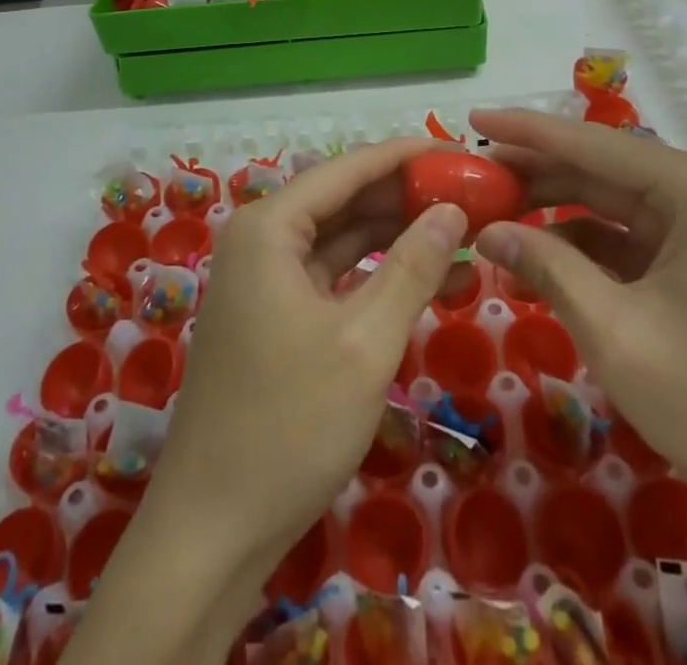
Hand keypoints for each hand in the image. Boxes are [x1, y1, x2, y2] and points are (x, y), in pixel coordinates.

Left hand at [147, 136, 467, 587]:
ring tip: (463, 231)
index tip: (463, 154)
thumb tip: (453, 210)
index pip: (350, 168)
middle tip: (474, 195)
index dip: (409, 156)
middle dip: (407, 196)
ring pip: (342, 237)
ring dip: (397, 235)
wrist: (212, 531)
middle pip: (345, 198)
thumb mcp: (365, 342)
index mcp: (270, 226)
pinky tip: (426, 277)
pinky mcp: (275, 313)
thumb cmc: (289, 425)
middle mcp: (262, 238)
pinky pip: (333, 274)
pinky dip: (376, 274)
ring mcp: (265, 278)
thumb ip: (412, 267)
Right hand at [469, 108, 686, 522]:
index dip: (524, 131)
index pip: (589, 144)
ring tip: (490, 212)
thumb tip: (488, 230)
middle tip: (469, 177)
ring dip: (551, 208)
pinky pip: (625, 236)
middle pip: (597, 168)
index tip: (470, 119)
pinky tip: (536, 256)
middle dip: (532, 172)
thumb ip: (549, 268)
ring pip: (607, 201)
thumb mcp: (618, 332)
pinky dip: (580, 244)